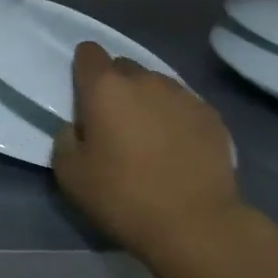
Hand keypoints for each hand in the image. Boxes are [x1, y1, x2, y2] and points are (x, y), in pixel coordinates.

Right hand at [53, 42, 247, 260]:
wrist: (196, 224)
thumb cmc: (122, 196)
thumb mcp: (69, 174)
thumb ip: (65, 139)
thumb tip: (77, 127)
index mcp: (105, 89)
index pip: (89, 53)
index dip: (83, 67)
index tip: (83, 93)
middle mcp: (145, 81)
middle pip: (123, 67)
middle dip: (115, 86)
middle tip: (113, 122)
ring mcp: (183, 96)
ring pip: (156, 85)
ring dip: (146, 101)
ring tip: (148, 136)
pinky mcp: (212, 116)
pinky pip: (184, 105)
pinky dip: (175, 118)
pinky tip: (176, 148)